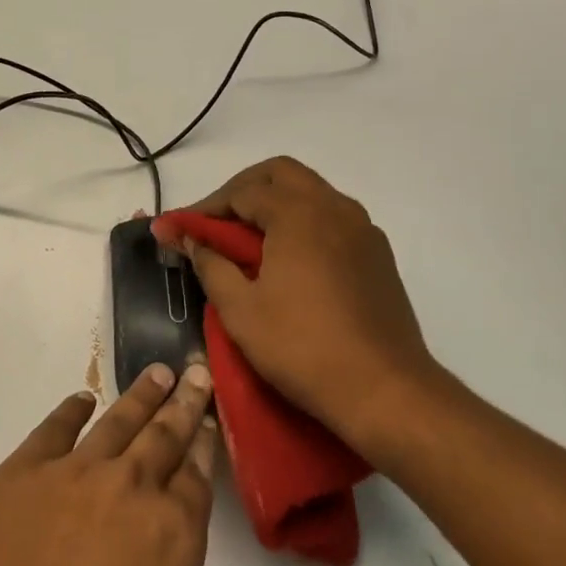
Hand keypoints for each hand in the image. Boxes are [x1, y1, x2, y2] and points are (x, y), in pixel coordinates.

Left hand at [0, 363, 236, 565]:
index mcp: (174, 531)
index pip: (197, 473)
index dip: (205, 442)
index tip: (209, 417)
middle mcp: (130, 488)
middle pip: (164, 434)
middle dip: (184, 402)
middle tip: (194, 372)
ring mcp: (74, 473)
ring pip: (117, 421)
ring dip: (140, 395)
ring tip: (157, 373)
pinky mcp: (24, 473)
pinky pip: (53, 429)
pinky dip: (70, 410)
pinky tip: (81, 400)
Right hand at [152, 156, 434, 455]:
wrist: (386, 391)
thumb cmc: (302, 348)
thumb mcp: (240, 310)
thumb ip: (211, 265)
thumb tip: (191, 240)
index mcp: (298, 214)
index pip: (241, 192)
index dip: (205, 208)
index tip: (179, 228)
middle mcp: (333, 207)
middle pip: (280, 174)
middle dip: (242, 189)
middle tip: (216, 221)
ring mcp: (361, 228)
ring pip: (310, 192)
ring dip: (275, 202)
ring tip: (248, 239)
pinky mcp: (377, 253)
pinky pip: (332, 217)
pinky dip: (303, 221)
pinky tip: (288, 258)